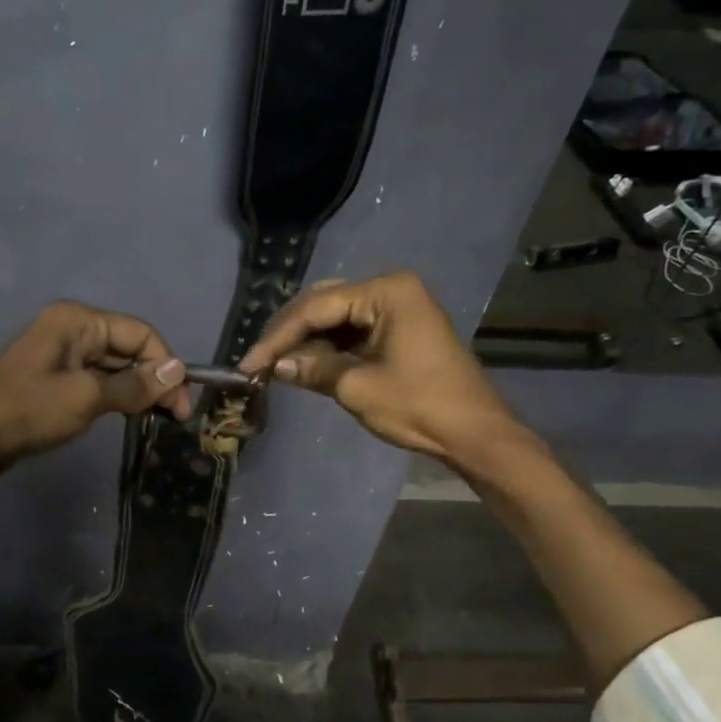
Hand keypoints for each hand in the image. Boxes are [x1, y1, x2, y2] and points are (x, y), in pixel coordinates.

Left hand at [0, 300, 190, 469]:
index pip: (140, 333)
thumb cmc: (27, 411)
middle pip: (128, 347)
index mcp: (77, 320)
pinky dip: (117, 396)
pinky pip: (97, 380)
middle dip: (154, 378)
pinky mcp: (55, 378)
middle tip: (174, 417)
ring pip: (114, 366)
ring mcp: (62, 353)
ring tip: (157, 419)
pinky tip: (129, 415)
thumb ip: (134, 385)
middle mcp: (71, 328)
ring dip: (137, 389)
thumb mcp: (86, 397)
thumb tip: (177, 372)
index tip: (182, 404)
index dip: (166, 365)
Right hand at [237, 271, 526, 467]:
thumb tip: (277, 367)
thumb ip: (313, 369)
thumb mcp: (357, 387)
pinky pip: (351, 331)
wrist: (473, 432)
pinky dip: (326, 347)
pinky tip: (302, 363)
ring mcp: (396, 308)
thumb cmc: (419, 405)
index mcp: (386, 292)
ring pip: (335, 317)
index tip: (248, 363)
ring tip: (273, 365)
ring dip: (305, 341)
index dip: (277, 337)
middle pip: (323, 304)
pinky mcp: (398, 329)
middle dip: (288, 333)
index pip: (316, 308)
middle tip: (258, 361)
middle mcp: (390, 289)